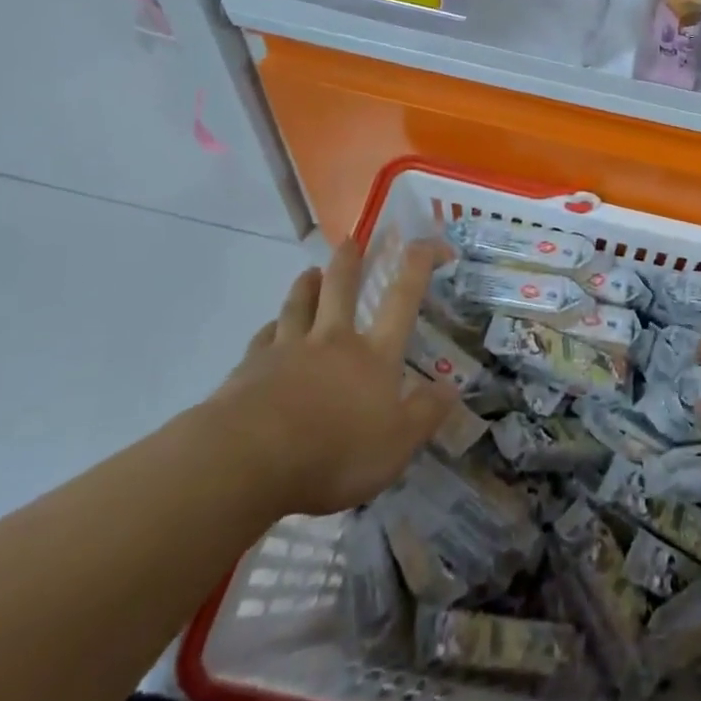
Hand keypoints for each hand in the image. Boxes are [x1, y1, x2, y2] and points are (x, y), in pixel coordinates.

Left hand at [213, 240, 456, 516]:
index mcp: (373, 356)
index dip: (418, 266)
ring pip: (299, 306)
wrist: (249, 459)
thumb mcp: (397, 445)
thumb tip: (452, 388)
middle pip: (341, 289)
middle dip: (349, 262)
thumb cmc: (335, 453)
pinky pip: (263, 338)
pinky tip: (269, 328)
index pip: (402, 300)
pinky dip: (270, 328)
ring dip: (306, 285)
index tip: (427, 242)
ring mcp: (287, 351)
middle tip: (351, 241)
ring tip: (309, 272)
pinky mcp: (250, 369)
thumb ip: (425, 414)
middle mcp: (332, 342)